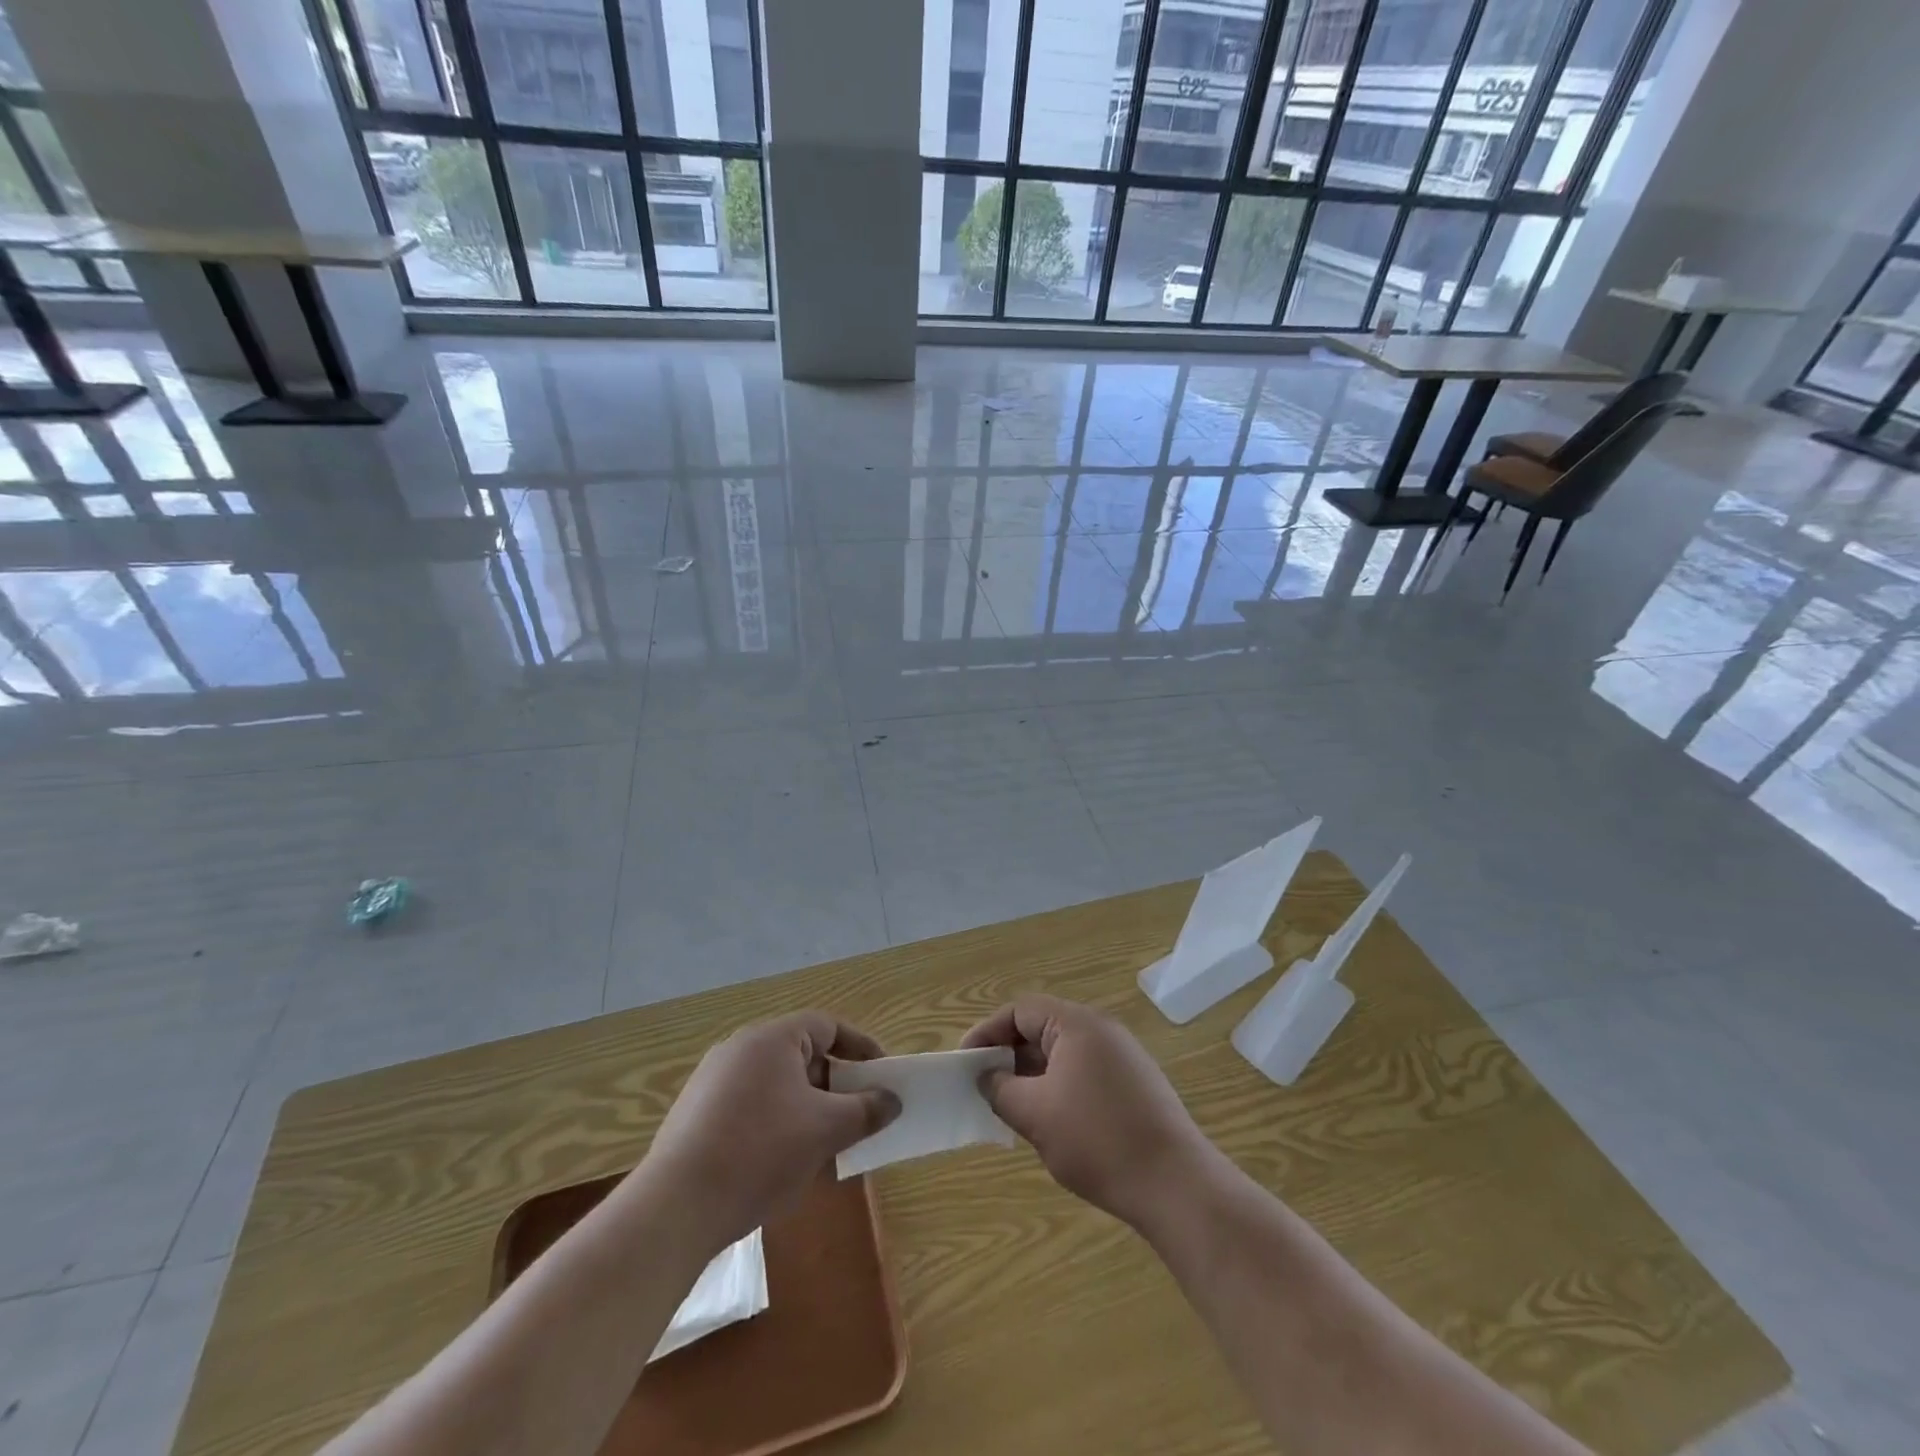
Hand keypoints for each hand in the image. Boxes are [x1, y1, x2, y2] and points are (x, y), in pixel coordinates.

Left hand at [642, 1011, 899, 1246]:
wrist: (675, 1208)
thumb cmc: (760, 1153)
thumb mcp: (825, 1130)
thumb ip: (865, 1110)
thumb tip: (892, 1100)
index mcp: (771, 1039)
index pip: (828, 1026)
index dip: (860, 1048)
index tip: (882, 1076)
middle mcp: (740, 1048)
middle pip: (802, 1055)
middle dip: (835, 1085)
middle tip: (857, 1116)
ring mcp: (713, 1081)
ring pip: (777, 1085)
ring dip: (807, 1109)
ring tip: (826, 1146)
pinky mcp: (696, 1115)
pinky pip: (751, 1107)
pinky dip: (776, 1124)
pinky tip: (782, 1164)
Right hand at [962, 996, 1214, 1230]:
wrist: (1176, 1185)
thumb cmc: (1098, 1141)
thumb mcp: (1035, 1115)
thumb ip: (1001, 1089)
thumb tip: (986, 1077)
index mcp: (1077, 1024)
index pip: (1020, 1010)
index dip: (987, 1033)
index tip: (965, 1063)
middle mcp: (1101, 1030)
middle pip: (1042, 1027)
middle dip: (1009, 1055)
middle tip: (984, 1086)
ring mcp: (1122, 1057)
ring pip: (1062, 1053)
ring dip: (1032, 1074)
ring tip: (1012, 1108)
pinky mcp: (1134, 1084)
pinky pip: (1083, 1072)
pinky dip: (1058, 1087)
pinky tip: (1050, 1122)